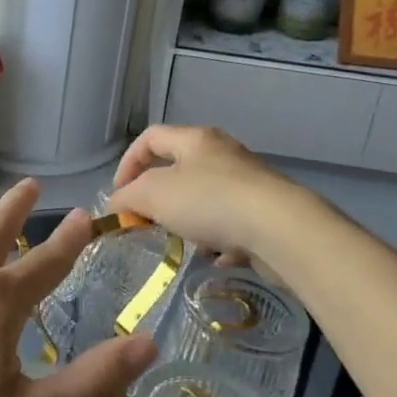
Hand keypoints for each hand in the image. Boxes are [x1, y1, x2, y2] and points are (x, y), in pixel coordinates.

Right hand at [107, 124, 297, 262]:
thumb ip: (128, 198)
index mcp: (195, 139)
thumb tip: (116, 204)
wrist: (280, 229)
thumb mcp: (154, 195)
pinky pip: (232, 225)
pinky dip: (218, 241)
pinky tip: (214, 258)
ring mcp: (248, 183)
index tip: (118, 195)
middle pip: (179, 169)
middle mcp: (223, 154)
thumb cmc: (209, 201)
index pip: (150, 138)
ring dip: (188, 222)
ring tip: (181, 244)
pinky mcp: (266, 214)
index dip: (128, 163)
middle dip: (158, 198)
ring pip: (205, 200)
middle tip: (146, 222)